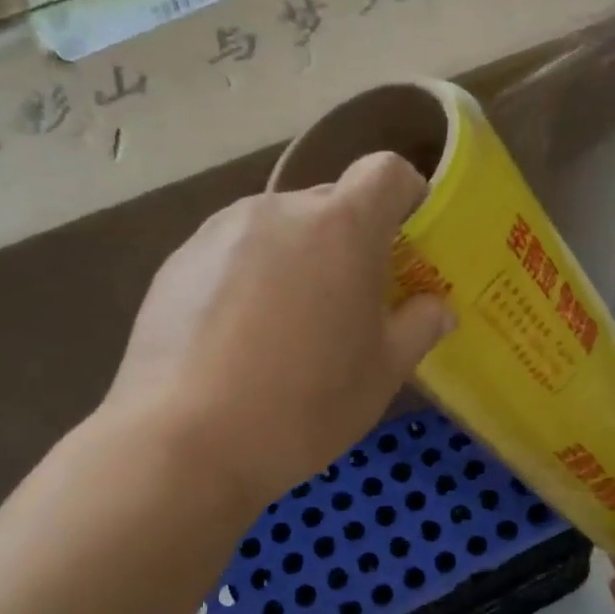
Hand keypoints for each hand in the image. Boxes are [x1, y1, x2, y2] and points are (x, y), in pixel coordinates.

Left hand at [106, 152, 455, 514]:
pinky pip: (233, 252)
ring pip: (279, 229)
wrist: (183, 441)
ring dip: (297, 257)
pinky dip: (249, 277)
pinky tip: (236, 338)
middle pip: (331, 203)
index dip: (406, 196)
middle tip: (350, 301)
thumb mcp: (383, 373)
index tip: (408, 240)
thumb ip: (419, 326)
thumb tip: (436, 308)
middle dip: (351, 239)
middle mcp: (279, 210)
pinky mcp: (178, 260)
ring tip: (287, 326)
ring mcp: (220, 231)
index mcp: (342, 226)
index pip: (386, 172)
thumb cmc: (304, 404)